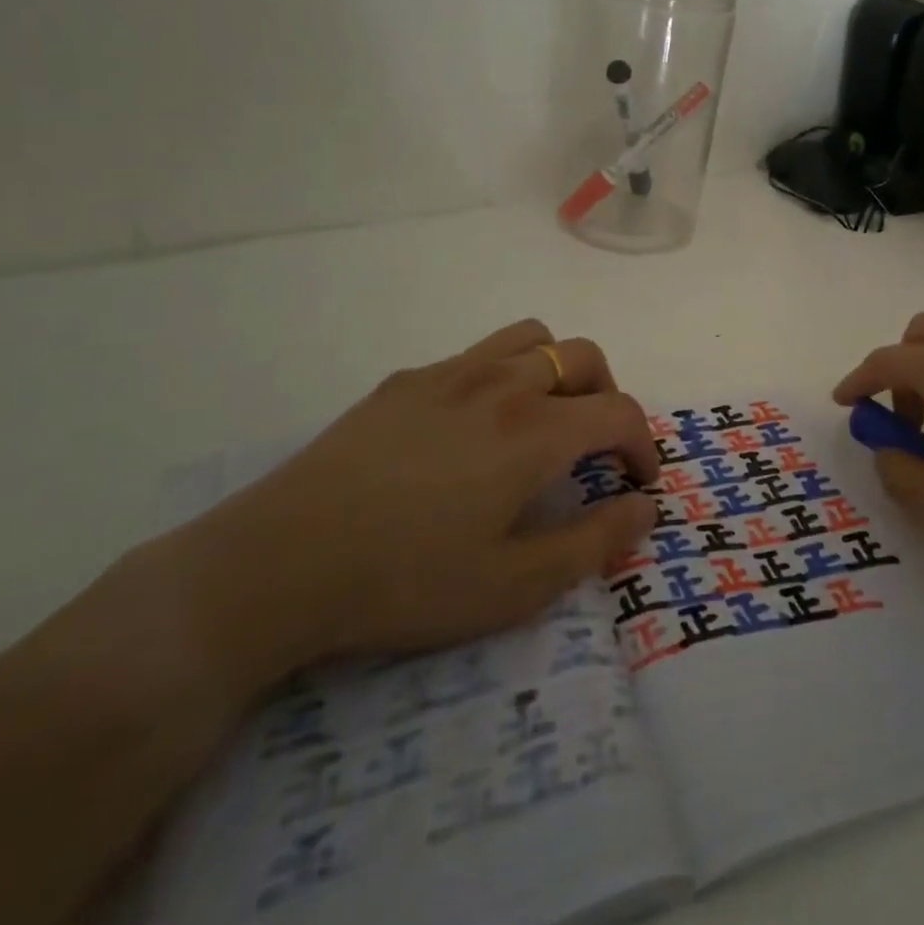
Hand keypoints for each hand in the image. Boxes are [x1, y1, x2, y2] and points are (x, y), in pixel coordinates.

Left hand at [180, 320, 658, 680]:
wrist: (277, 565)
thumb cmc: (406, 582)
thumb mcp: (515, 586)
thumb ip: (594, 542)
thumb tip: (646, 508)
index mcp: (535, 432)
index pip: (618, 413)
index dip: (642, 446)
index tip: (637, 483)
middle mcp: (501, 385)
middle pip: (583, 357)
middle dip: (608, 396)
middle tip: (596, 447)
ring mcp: (449, 375)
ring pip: (531, 338)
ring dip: (558, 370)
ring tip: (545, 418)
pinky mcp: (405, 382)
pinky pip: (476, 355)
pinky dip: (503, 376)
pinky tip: (472, 429)